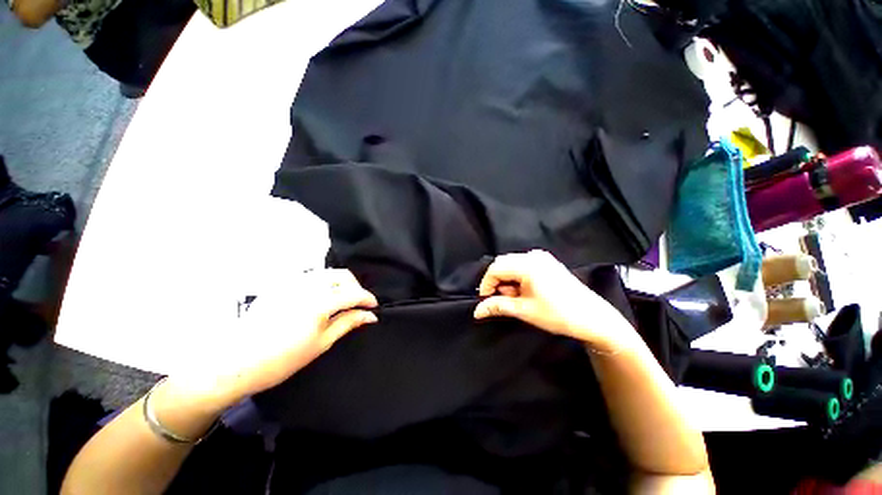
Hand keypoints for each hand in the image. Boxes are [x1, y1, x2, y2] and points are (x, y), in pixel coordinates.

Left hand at [174, 269, 377, 409]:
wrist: (234, 362)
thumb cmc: (282, 359)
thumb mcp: (321, 344)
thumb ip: (348, 323)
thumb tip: (370, 316)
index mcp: (319, 303)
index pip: (353, 293)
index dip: (367, 299)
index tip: (374, 307)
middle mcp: (308, 286)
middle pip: (342, 276)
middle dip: (355, 287)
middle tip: (357, 304)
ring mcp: (292, 282)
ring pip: (327, 273)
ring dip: (340, 284)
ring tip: (340, 301)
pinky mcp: (281, 284)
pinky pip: (311, 277)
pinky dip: (323, 283)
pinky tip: (320, 299)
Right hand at [474, 250, 634, 350]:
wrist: (593, 318)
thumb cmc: (558, 315)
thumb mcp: (524, 311)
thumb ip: (497, 306)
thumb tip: (477, 311)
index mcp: (528, 264)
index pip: (495, 268)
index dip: (486, 285)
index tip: (485, 301)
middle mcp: (533, 255)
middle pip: (502, 264)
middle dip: (496, 282)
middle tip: (500, 300)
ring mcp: (542, 257)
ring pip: (512, 264)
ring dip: (506, 280)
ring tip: (514, 298)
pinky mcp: (547, 262)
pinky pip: (523, 265)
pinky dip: (517, 277)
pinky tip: (523, 291)